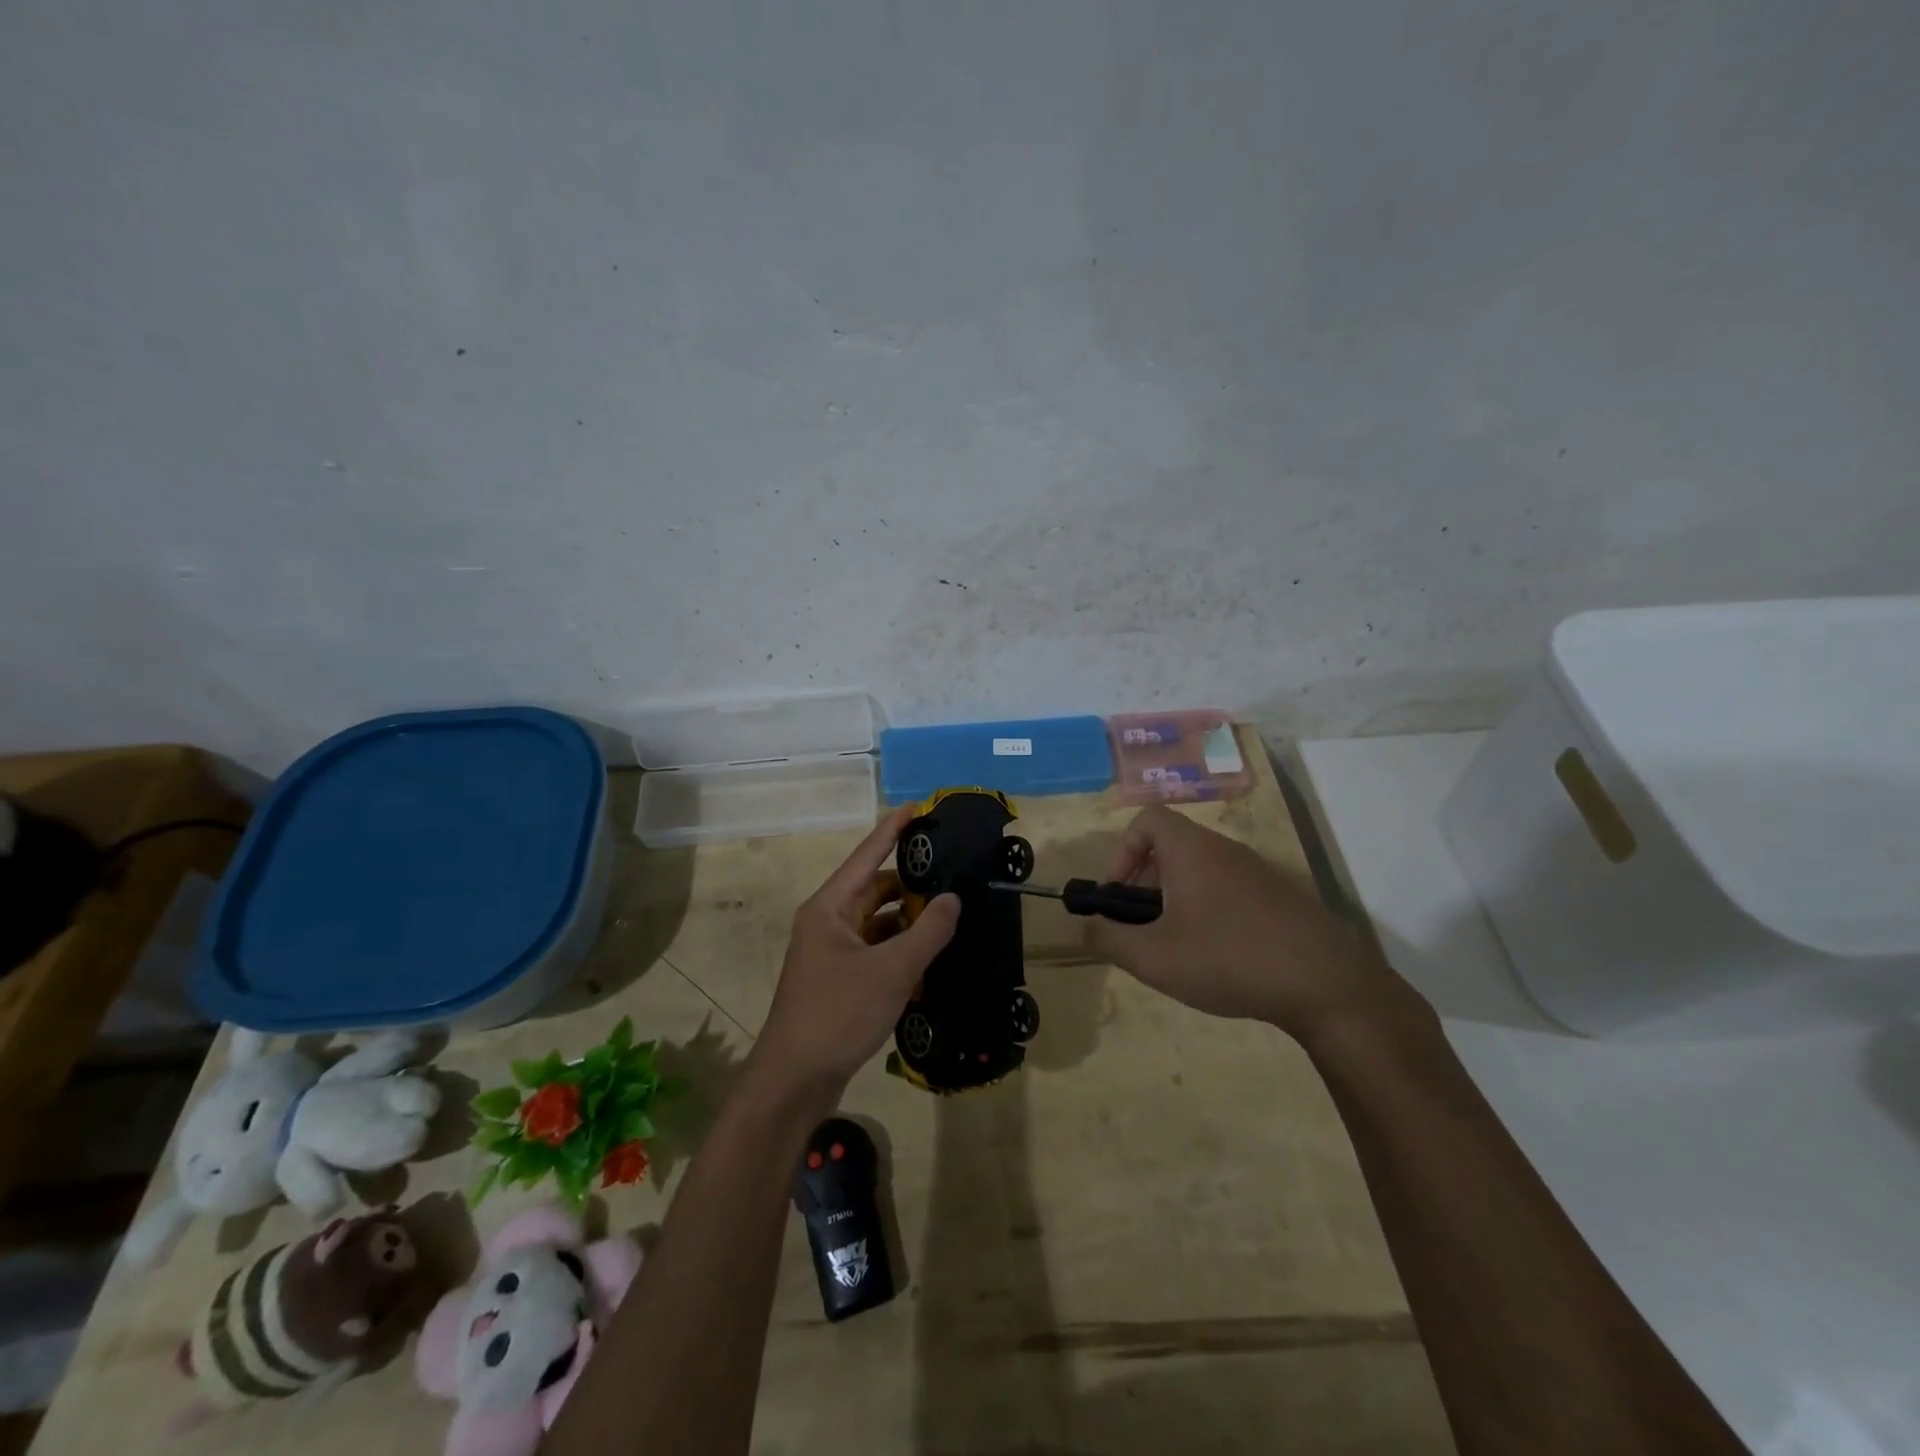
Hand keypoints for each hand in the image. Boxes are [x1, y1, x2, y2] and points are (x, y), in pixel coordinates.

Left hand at [755, 806, 960, 1091]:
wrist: (795, 1080)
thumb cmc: (838, 1013)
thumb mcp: (891, 970)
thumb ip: (927, 931)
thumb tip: (952, 898)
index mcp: (829, 908)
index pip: (866, 856)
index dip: (892, 830)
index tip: (918, 807)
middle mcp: (827, 923)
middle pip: (873, 890)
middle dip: (910, 884)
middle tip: (951, 875)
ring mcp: (831, 953)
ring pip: (877, 923)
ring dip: (908, 921)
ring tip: (949, 915)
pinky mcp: (839, 980)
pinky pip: (875, 952)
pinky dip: (900, 951)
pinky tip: (930, 957)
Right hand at [1083, 805, 1424, 1044]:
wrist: (1328, 984)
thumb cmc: (1229, 958)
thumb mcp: (1154, 958)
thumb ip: (1107, 940)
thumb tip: (1080, 929)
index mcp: (1191, 850)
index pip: (1147, 819)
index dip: (1122, 851)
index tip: (1119, 895)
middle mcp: (1224, 849)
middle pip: (1171, 846)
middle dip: (1146, 883)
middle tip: (1143, 928)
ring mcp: (1258, 872)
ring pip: (1201, 871)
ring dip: (1177, 900)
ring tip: (1178, 948)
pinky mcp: (1281, 898)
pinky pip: (1230, 890)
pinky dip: (1211, 911)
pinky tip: (1220, 958)